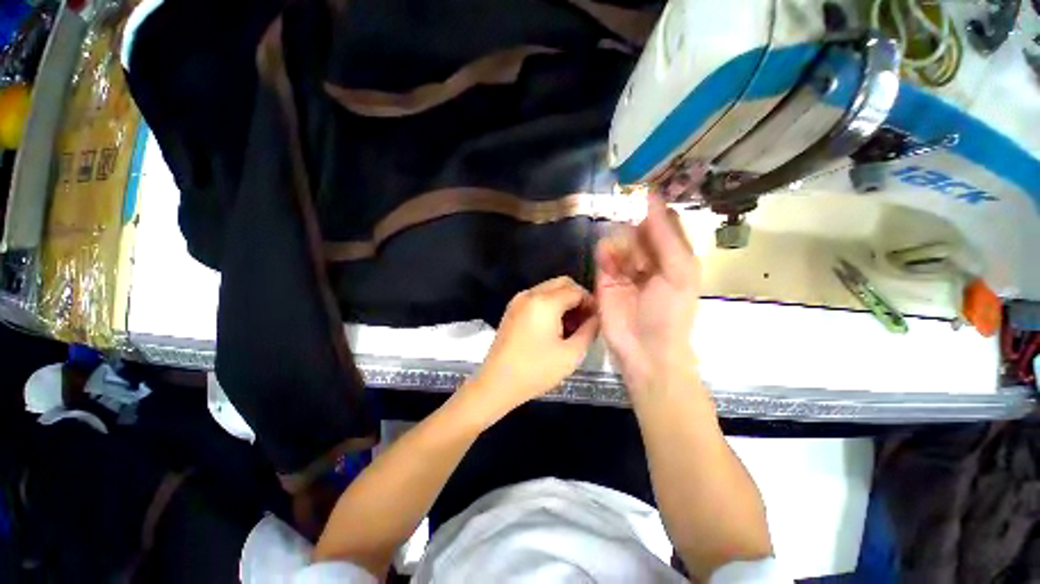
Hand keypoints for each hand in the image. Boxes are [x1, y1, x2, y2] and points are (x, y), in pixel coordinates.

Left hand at [466, 276, 599, 418]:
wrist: (497, 383)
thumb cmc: (536, 370)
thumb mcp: (571, 354)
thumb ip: (590, 330)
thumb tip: (597, 317)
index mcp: (545, 302)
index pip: (576, 290)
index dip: (590, 302)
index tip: (596, 320)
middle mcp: (530, 294)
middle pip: (561, 283)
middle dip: (577, 298)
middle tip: (584, 321)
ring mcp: (518, 300)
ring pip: (548, 289)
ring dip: (563, 301)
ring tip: (570, 327)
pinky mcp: (512, 309)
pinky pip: (536, 297)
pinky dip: (549, 305)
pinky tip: (553, 327)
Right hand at [596, 193, 699, 393]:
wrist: (645, 350)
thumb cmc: (670, 312)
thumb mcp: (679, 271)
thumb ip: (666, 236)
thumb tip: (653, 200)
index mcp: (673, 256)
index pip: (663, 223)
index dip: (654, 207)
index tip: (641, 190)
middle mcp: (649, 258)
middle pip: (638, 229)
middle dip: (631, 221)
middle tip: (624, 211)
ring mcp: (625, 269)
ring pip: (619, 241)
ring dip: (618, 240)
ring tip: (621, 249)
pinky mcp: (605, 279)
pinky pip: (603, 257)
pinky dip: (605, 254)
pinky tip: (608, 260)